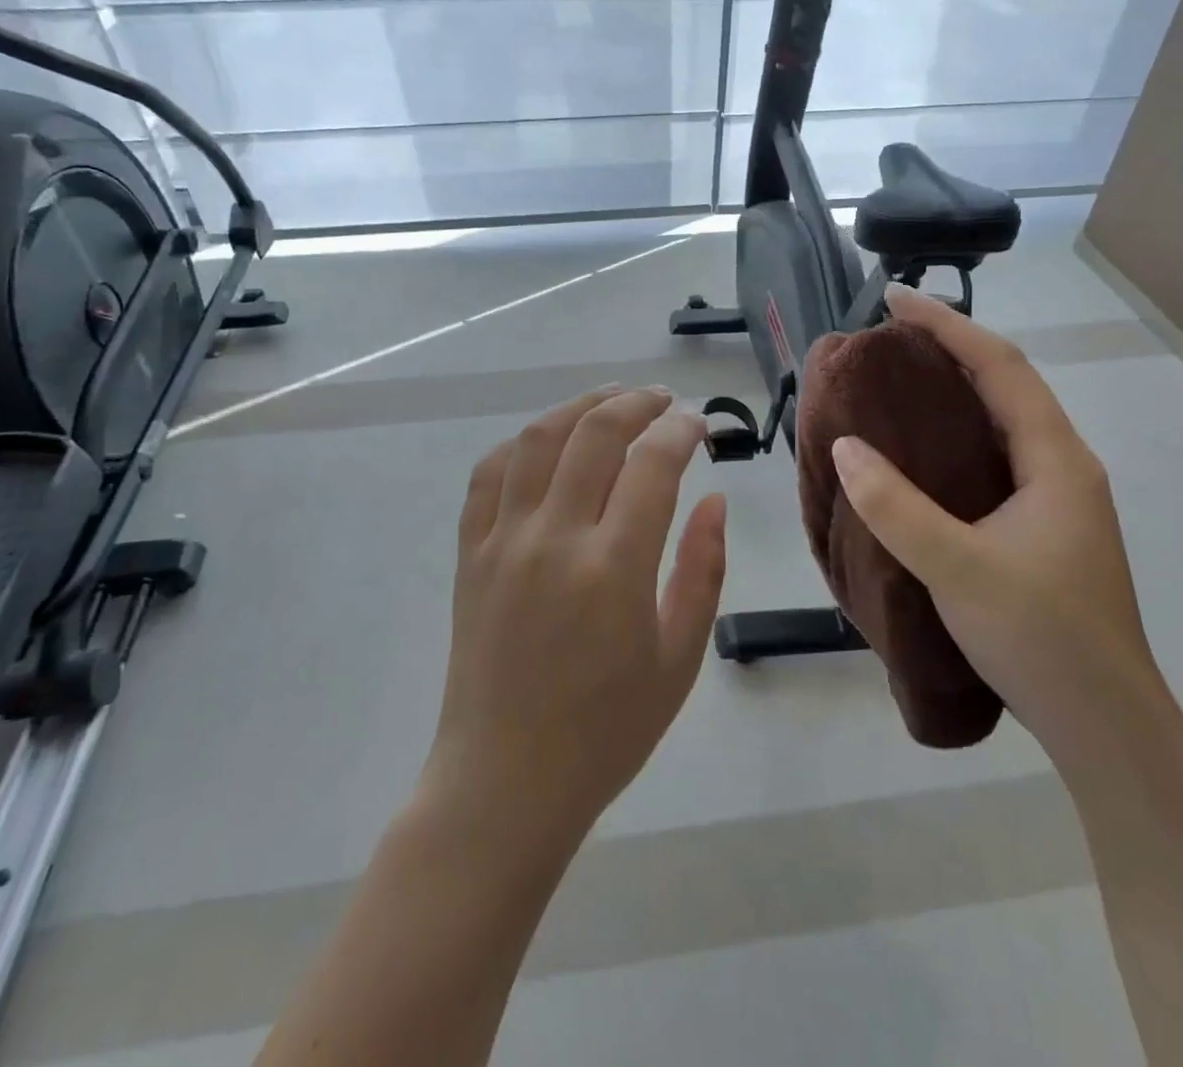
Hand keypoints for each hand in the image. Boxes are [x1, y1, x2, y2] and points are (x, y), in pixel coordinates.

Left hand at [424, 386, 727, 839]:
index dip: (681, 430)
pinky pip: (488, 475)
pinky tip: (545, 442)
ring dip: (578, 407)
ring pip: (537, 440)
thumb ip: (703, 570)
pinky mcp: (469, 554)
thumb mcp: (678, 659)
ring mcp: (502, 541)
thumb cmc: (606, 732)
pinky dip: (520, 444)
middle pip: (594, 433)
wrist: (505, 782)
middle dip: (635, 403)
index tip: (698, 424)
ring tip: (610, 400)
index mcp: (613, 568)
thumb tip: (714, 500)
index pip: (653, 464)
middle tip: (661, 400)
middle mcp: (553, 539)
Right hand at [829, 284, 1162, 754]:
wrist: (1104, 726)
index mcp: (1055, 461)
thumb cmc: (1041, 639)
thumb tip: (845, 446)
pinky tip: (919, 454)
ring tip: (895, 382)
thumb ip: (896, 507)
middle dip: (949, 349)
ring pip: (1000, 423)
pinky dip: (953, 436)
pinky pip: (992, 458)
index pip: (1001, 367)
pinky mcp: (1040, 529)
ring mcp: (1055, 500)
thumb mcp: (957, 569)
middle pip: (1005, 385)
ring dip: (953, 391)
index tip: (894, 300)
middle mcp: (1062, 468)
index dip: (947, 325)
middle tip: (887, 339)